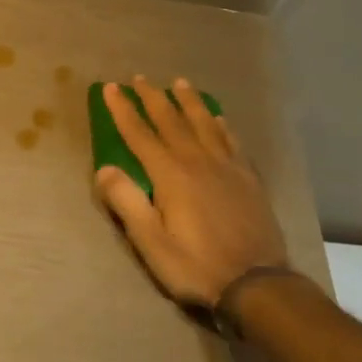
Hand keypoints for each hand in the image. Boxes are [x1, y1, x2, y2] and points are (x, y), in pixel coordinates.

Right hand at [94, 77, 289, 307]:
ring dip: (189, 102)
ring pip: (205, 124)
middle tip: (139, 78)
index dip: (123, 110)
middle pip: (172, 121)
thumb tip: (104, 169)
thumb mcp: (150, 242)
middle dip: (152, 98)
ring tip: (180, 83)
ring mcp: (227, 168)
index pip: (140, 134)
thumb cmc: (195, 265)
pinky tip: (219, 118)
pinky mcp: (248, 179)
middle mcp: (198, 162)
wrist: (257, 283)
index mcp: (171, 175)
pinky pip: (232, 142)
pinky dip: (222, 125)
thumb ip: (127, 202)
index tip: (111, 88)